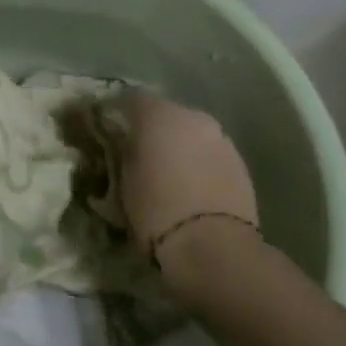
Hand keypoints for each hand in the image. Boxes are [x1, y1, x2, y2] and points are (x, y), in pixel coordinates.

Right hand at [119, 91, 260, 274]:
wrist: (213, 247)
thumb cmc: (156, 212)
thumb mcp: (121, 183)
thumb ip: (121, 154)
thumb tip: (119, 146)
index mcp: (158, 116)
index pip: (130, 98)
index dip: (116, 111)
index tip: (106, 127)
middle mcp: (192, 117)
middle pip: (165, 113)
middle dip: (151, 129)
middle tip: (138, 152)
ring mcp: (220, 138)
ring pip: (191, 133)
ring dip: (178, 145)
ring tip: (167, 172)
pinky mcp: (240, 162)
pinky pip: (210, 153)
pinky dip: (198, 162)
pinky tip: (192, 185)